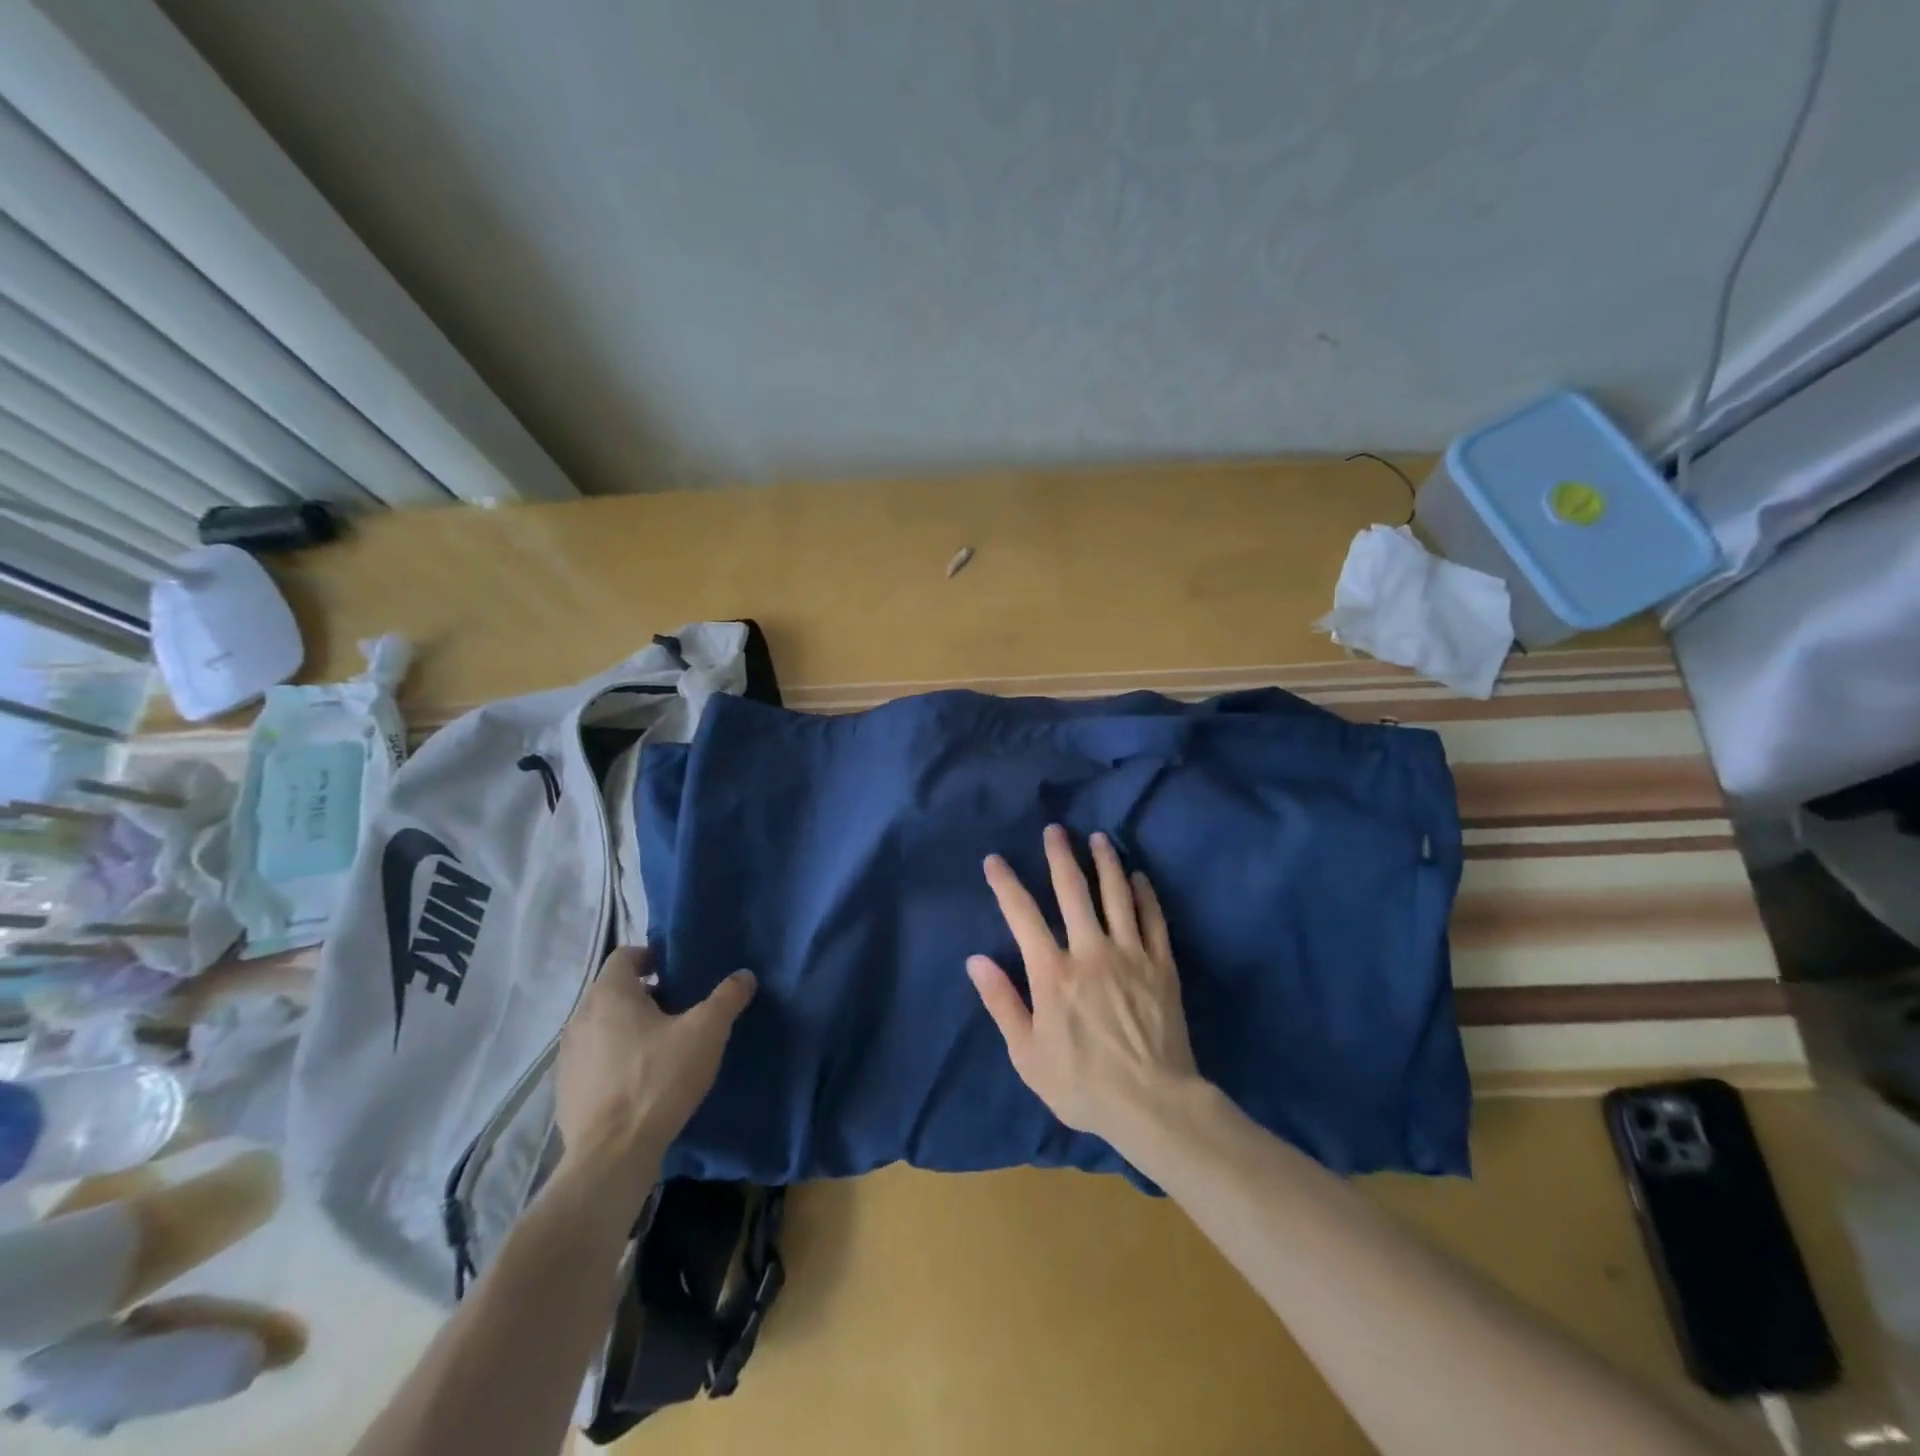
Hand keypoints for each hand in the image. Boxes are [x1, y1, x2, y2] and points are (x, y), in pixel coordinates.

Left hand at [555, 947, 754, 1200]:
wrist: (612, 1156)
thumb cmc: (659, 1079)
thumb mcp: (707, 1032)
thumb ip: (727, 997)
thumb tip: (744, 976)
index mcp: (610, 995)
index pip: (624, 955)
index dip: (650, 957)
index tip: (676, 971)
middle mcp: (581, 1018)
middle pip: (613, 991)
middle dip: (645, 994)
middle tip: (679, 1009)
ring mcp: (568, 1057)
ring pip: (602, 1026)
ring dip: (628, 1028)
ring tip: (662, 1046)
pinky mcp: (565, 1091)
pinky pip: (593, 1060)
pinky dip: (614, 1059)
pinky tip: (640, 1081)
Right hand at [967, 825, 1199, 1148]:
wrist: (1153, 1104)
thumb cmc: (1083, 1084)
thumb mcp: (1028, 1054)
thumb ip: (1002, 1002)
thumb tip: (975, 960)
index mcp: (1053, 972)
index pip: (1023, 915)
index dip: (1006, 884)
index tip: (995, 860)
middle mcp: (1090, 951)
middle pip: (1072, 891)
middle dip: (1060, 856)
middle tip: (1056, 829)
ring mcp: (1130, 954)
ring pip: (1116, 895)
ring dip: (1106, 862)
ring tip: (1099, 838)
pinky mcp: (1161, 965)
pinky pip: (1153, 919)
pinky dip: (1145, 893)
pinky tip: (1139, 877)